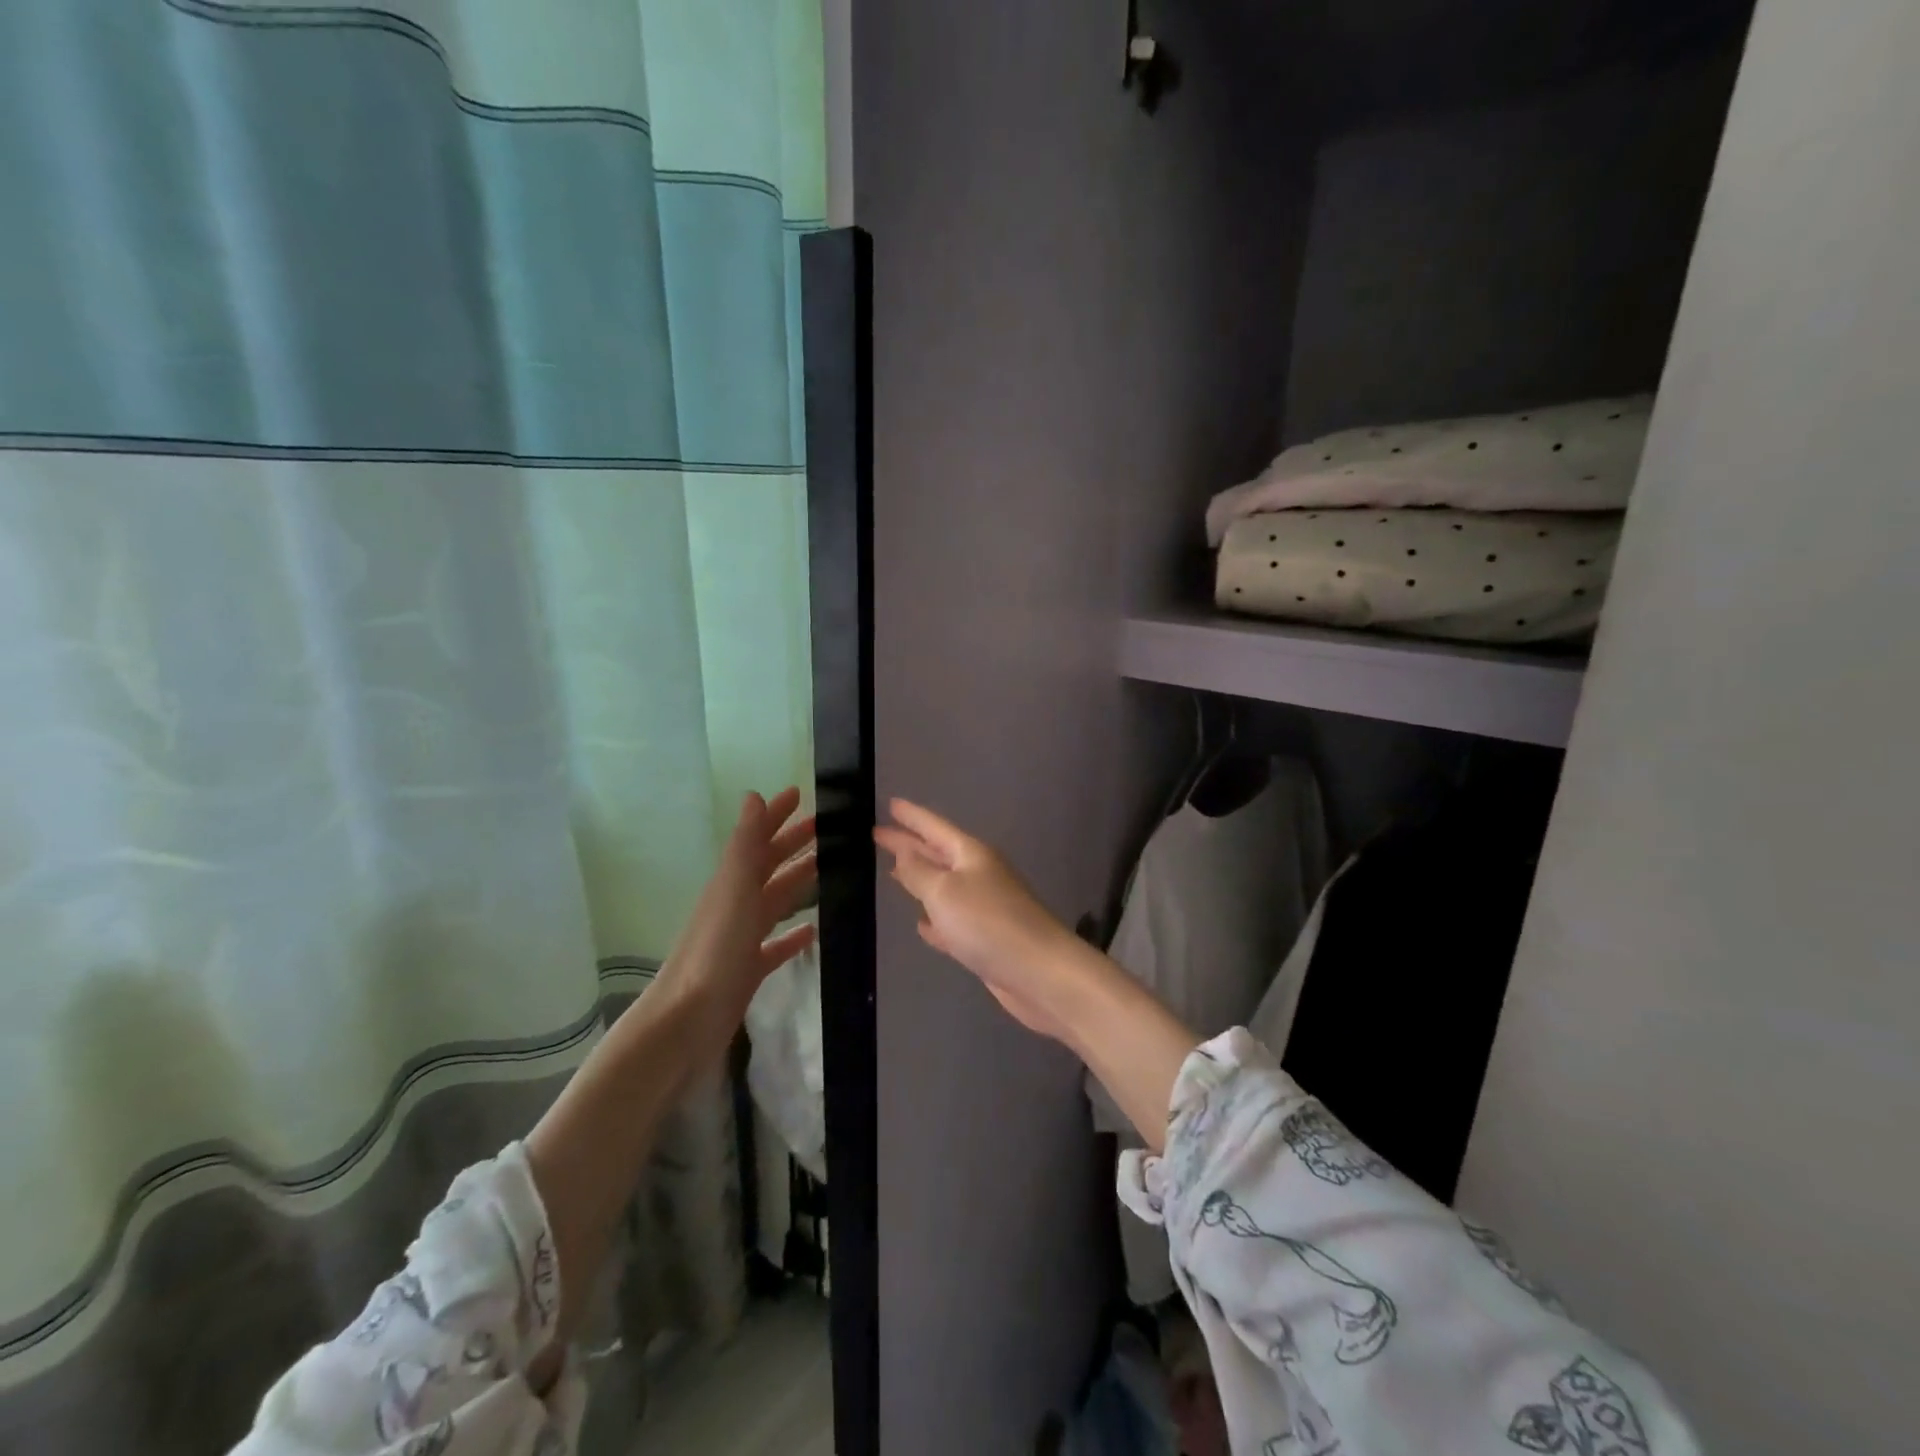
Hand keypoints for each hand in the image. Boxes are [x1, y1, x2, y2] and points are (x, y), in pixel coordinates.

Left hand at [658, 788, 817, 1031]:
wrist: (687, 1019)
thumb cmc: (715, 949)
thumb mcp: (733, 889)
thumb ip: (746, 844)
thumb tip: (754, 796)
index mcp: (731, 882)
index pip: (757, 839)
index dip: (776, 815)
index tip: (800, 794)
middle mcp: (736, 904)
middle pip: (768, 866)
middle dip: (792, 844)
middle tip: (825, 827)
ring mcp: (742, 938)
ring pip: (775, 901)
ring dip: (797, 882)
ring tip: (826, 869)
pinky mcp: (749, 969)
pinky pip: (776, 945)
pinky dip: (793, 935)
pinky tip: (812, 932)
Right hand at [873, 799, 1079, 1040]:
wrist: (1040, 973)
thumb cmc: (988, 923)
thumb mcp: (944, 891)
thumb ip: (919, 871)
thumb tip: (904, 852)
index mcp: (971, 855)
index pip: (934, 827)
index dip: (911, 816)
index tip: (890, 803)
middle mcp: (978, 875)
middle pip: (936, 854)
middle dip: (909, 845)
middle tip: (878, 835)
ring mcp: (983, 907)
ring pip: (943, 887)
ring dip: (919, 880)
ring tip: (893, 873)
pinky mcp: (984, 940)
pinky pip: (951, 921)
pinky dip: (934, 920)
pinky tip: (922, 925)